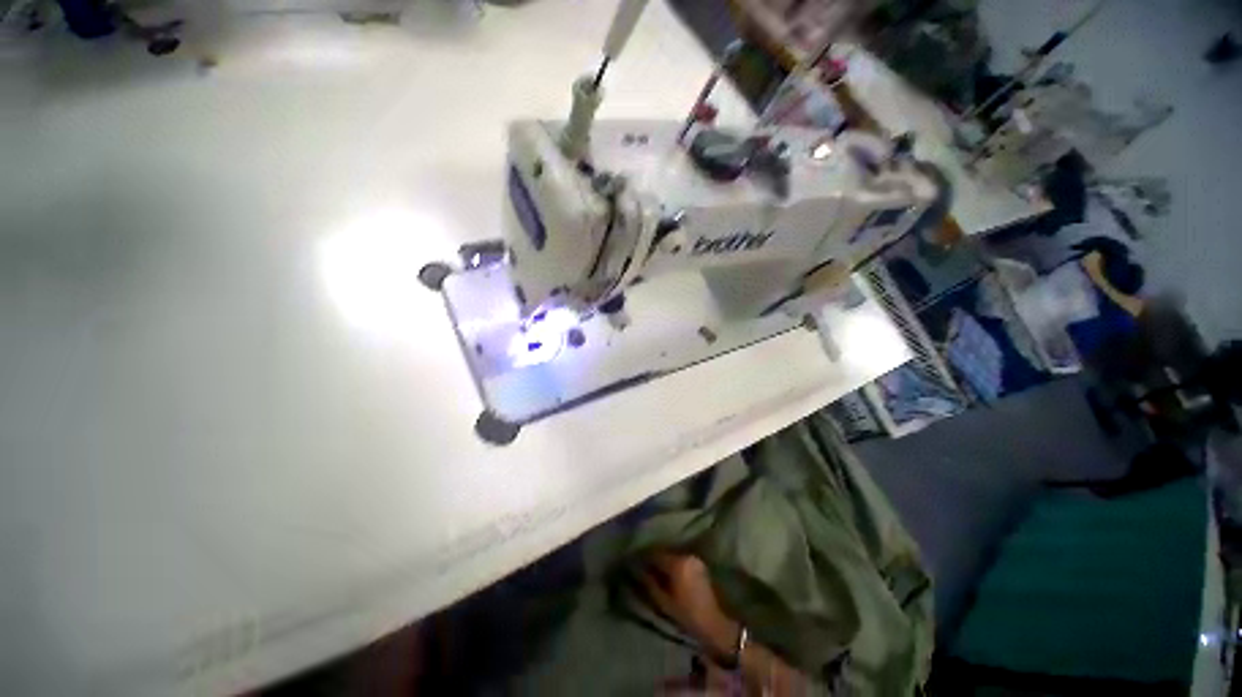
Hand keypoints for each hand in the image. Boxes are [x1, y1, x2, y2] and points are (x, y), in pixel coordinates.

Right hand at [638, 552, 739, 661]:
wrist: (717, 625)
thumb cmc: (688, 616)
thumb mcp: (664, 602)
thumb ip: (649, 583)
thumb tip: (635, 570)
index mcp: (677, 563)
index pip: (655, 553)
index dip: (643, 557)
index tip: (633, 562)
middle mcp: (687, 556)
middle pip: (664, 552)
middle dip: (653, 558)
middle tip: (641, 566)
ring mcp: (695, 559)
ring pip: (673, 555)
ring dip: (663, 561)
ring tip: (653, 570)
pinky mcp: (700, 565)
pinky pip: (681, 559)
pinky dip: (673, 564)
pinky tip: (668, 573)